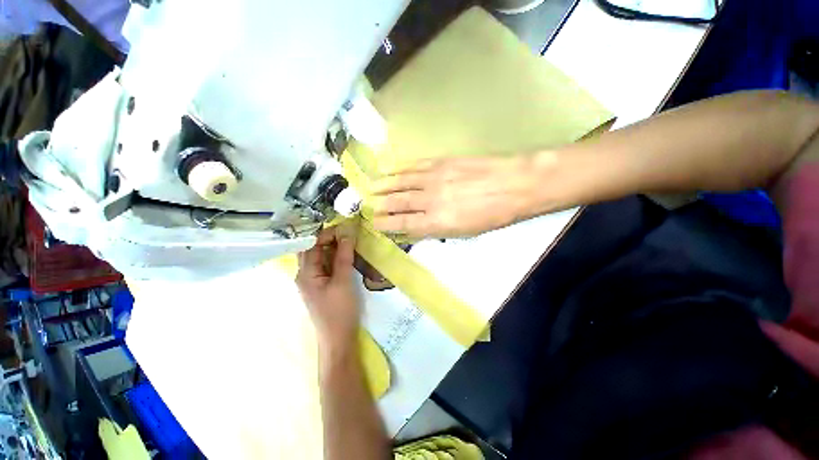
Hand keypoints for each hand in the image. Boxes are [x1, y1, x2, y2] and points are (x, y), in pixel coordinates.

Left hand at [296, 223, 359, 349]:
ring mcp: (314, 280)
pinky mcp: (323, 285)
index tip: (345, 227)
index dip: (326, 233)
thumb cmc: (339, 310)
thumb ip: (344, 256)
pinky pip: (327, 265)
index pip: (311, 244)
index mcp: (305, 273)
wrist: (339, 339)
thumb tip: (347, 233)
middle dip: (330, 238)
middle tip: (349, 232)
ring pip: (321, 257)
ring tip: (350, 239)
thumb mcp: (343, 281)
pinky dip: (336, 257)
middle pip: (314, 249)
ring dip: (334, 247)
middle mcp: (305, 274)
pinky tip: (348, 254)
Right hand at [371, 156, 543, 237]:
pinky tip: (391, 171)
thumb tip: (416, 228)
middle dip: (381, 205)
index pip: (403, 223)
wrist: (514, 185)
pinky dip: (399, 170)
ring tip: (372, 188)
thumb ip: (437, 229)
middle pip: (398, 202)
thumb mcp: (464, 232)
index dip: (386, 224)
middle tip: (369, 206)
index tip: (375, 223)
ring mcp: (434, 179)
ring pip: (401, 183)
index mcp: (437, 222)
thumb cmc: (492, 215)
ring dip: (384, 186)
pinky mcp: (440, 162)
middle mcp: (430, 200)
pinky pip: (414, 167)